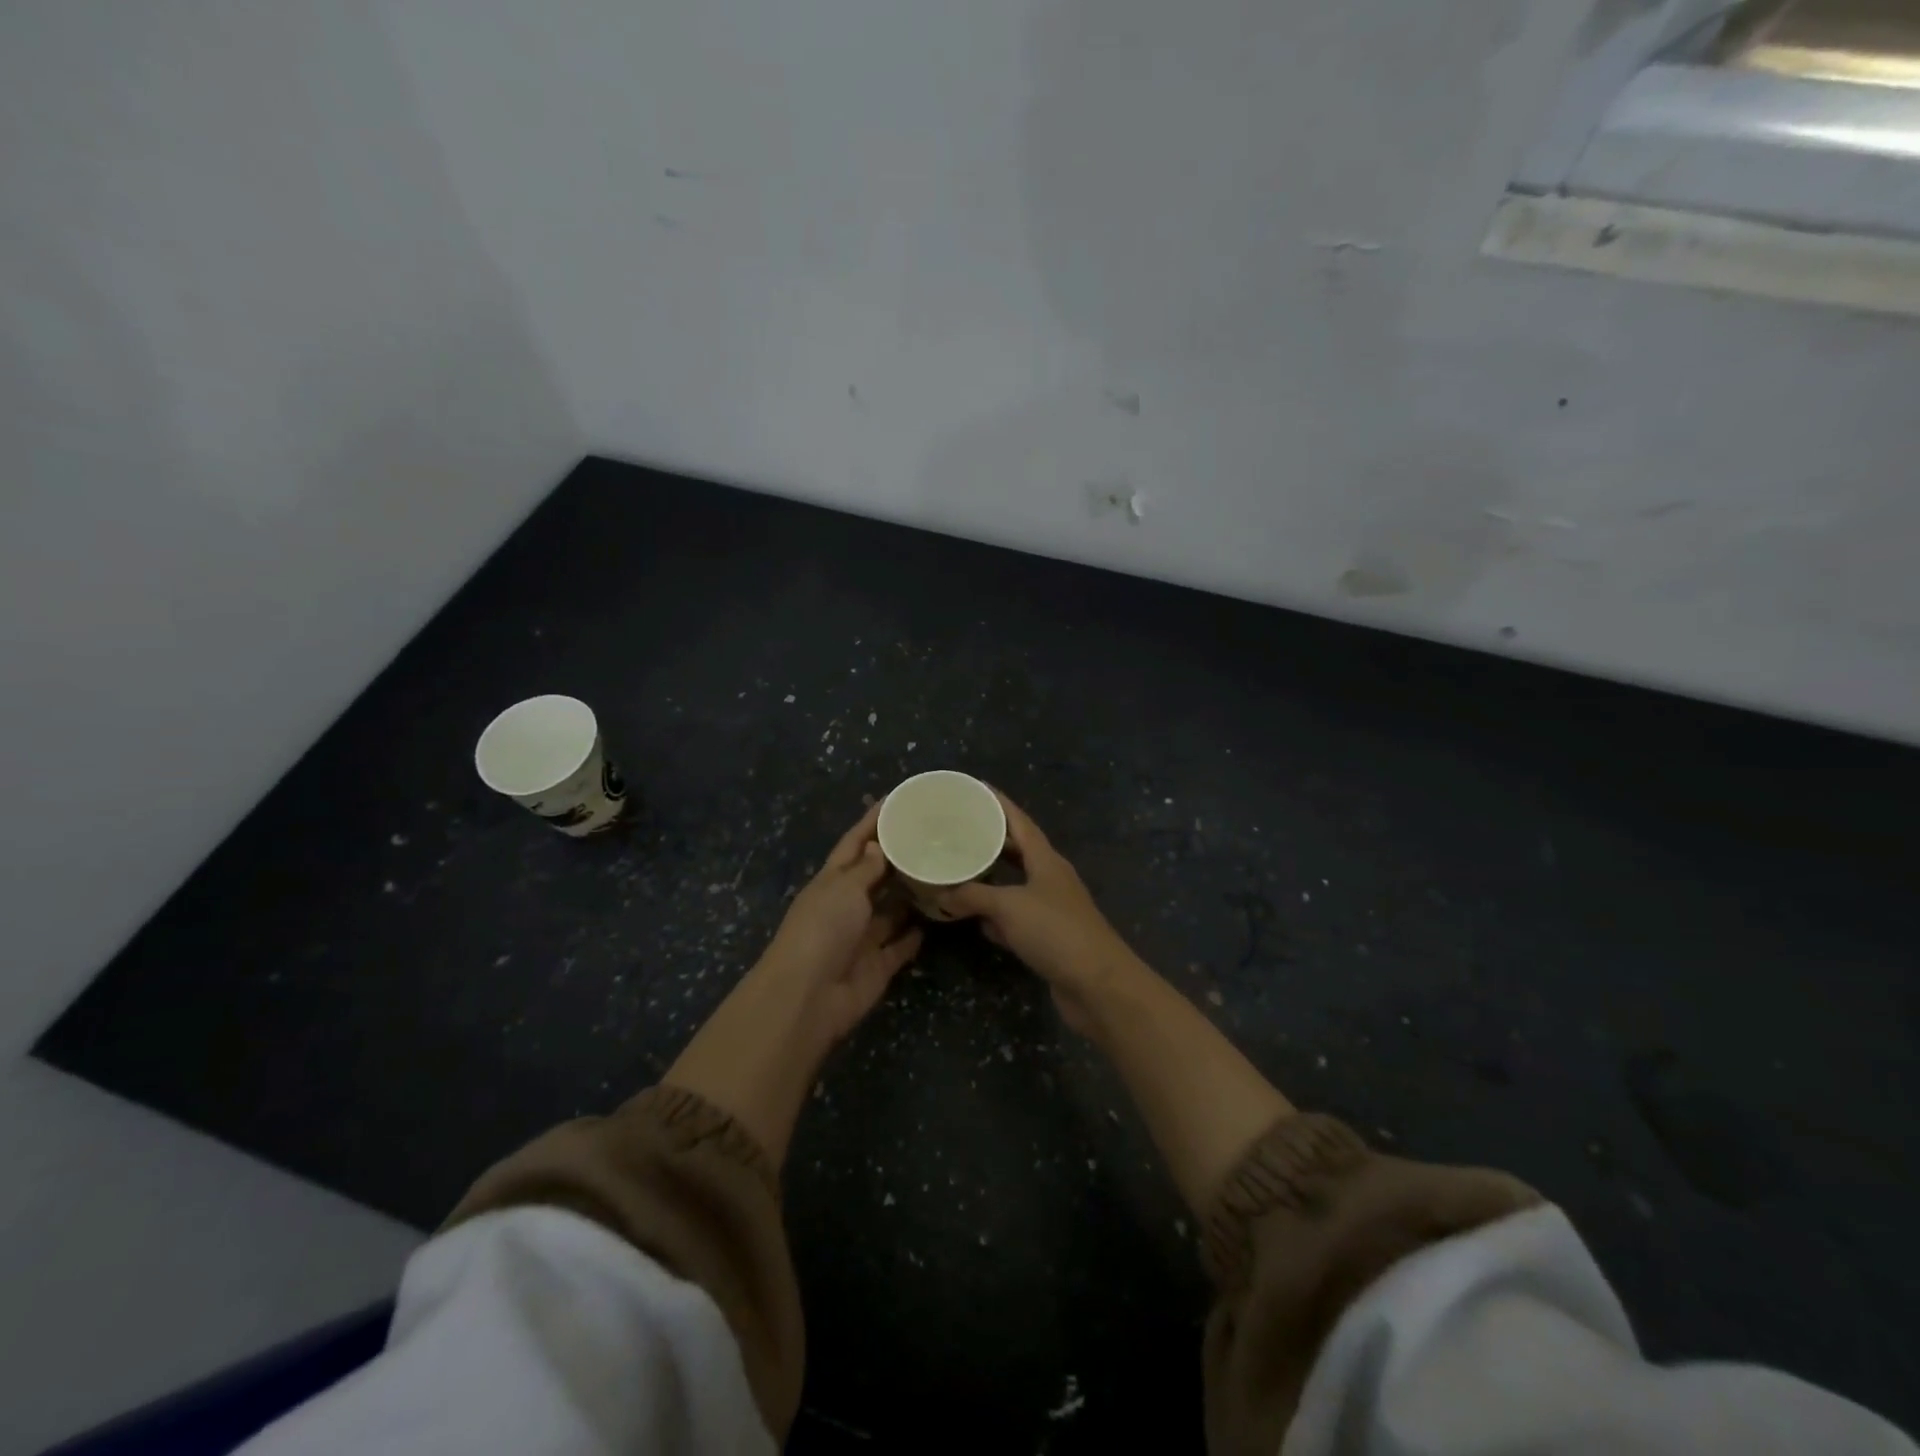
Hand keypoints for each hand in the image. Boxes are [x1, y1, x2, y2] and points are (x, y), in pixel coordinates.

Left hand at [756, 802, 922, 1042]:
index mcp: (832, 881)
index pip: (854, 844)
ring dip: (911, 895)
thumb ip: (866, 868)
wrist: (809, 996)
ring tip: (944, 872)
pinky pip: (900, 946)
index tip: (897, 800)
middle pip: (875, 876)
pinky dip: (915, 935)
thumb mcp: (844, 888)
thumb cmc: (823, 929)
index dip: (873, 822)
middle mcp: (846, 906)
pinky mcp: (877, 966)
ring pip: (891, 911)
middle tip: (934, 837)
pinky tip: (938, 918)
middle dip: (898, 858)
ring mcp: (862, 937)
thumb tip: (877, 845)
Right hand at [936, 792, 1137, 1032]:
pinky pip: (1015, 917)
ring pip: (1014, 885)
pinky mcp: (1048, 938)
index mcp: (1046, 860)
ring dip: (990, 878)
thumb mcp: (1010, 907)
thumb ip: (975, 896)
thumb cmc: (1056, 932)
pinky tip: (974, 918)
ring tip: (958, 868)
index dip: (998, 802)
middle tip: (957, 829)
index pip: (1019, 821)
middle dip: (990, 839)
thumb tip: (942, 893)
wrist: (1098, 985)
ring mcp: (1051, 909)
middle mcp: (1050, 878)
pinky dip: (995, 915)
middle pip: (1017, 850)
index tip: (974, 787)